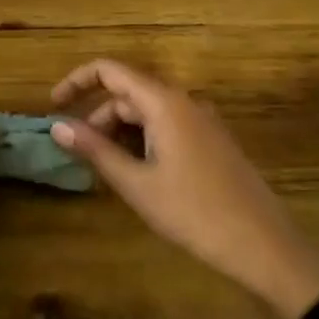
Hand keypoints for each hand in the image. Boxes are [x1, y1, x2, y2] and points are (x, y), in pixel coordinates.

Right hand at [50, 60, 318, 318]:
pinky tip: (138, 175)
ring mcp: (203, 121)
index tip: (53, 106)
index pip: (109, 70)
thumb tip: (57, 125)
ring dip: (120, 133)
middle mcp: (184, 101)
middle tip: (80, 155)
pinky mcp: (213, 142)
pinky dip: (143, 141)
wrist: (265, 248)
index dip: (77, 82)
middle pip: (128, 94)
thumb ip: (95, 150)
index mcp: (164, 102)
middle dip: (98, 118)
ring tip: (107, 171)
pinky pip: (167, 127)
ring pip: (148, 113)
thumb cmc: (194, 213)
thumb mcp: (136, 184)